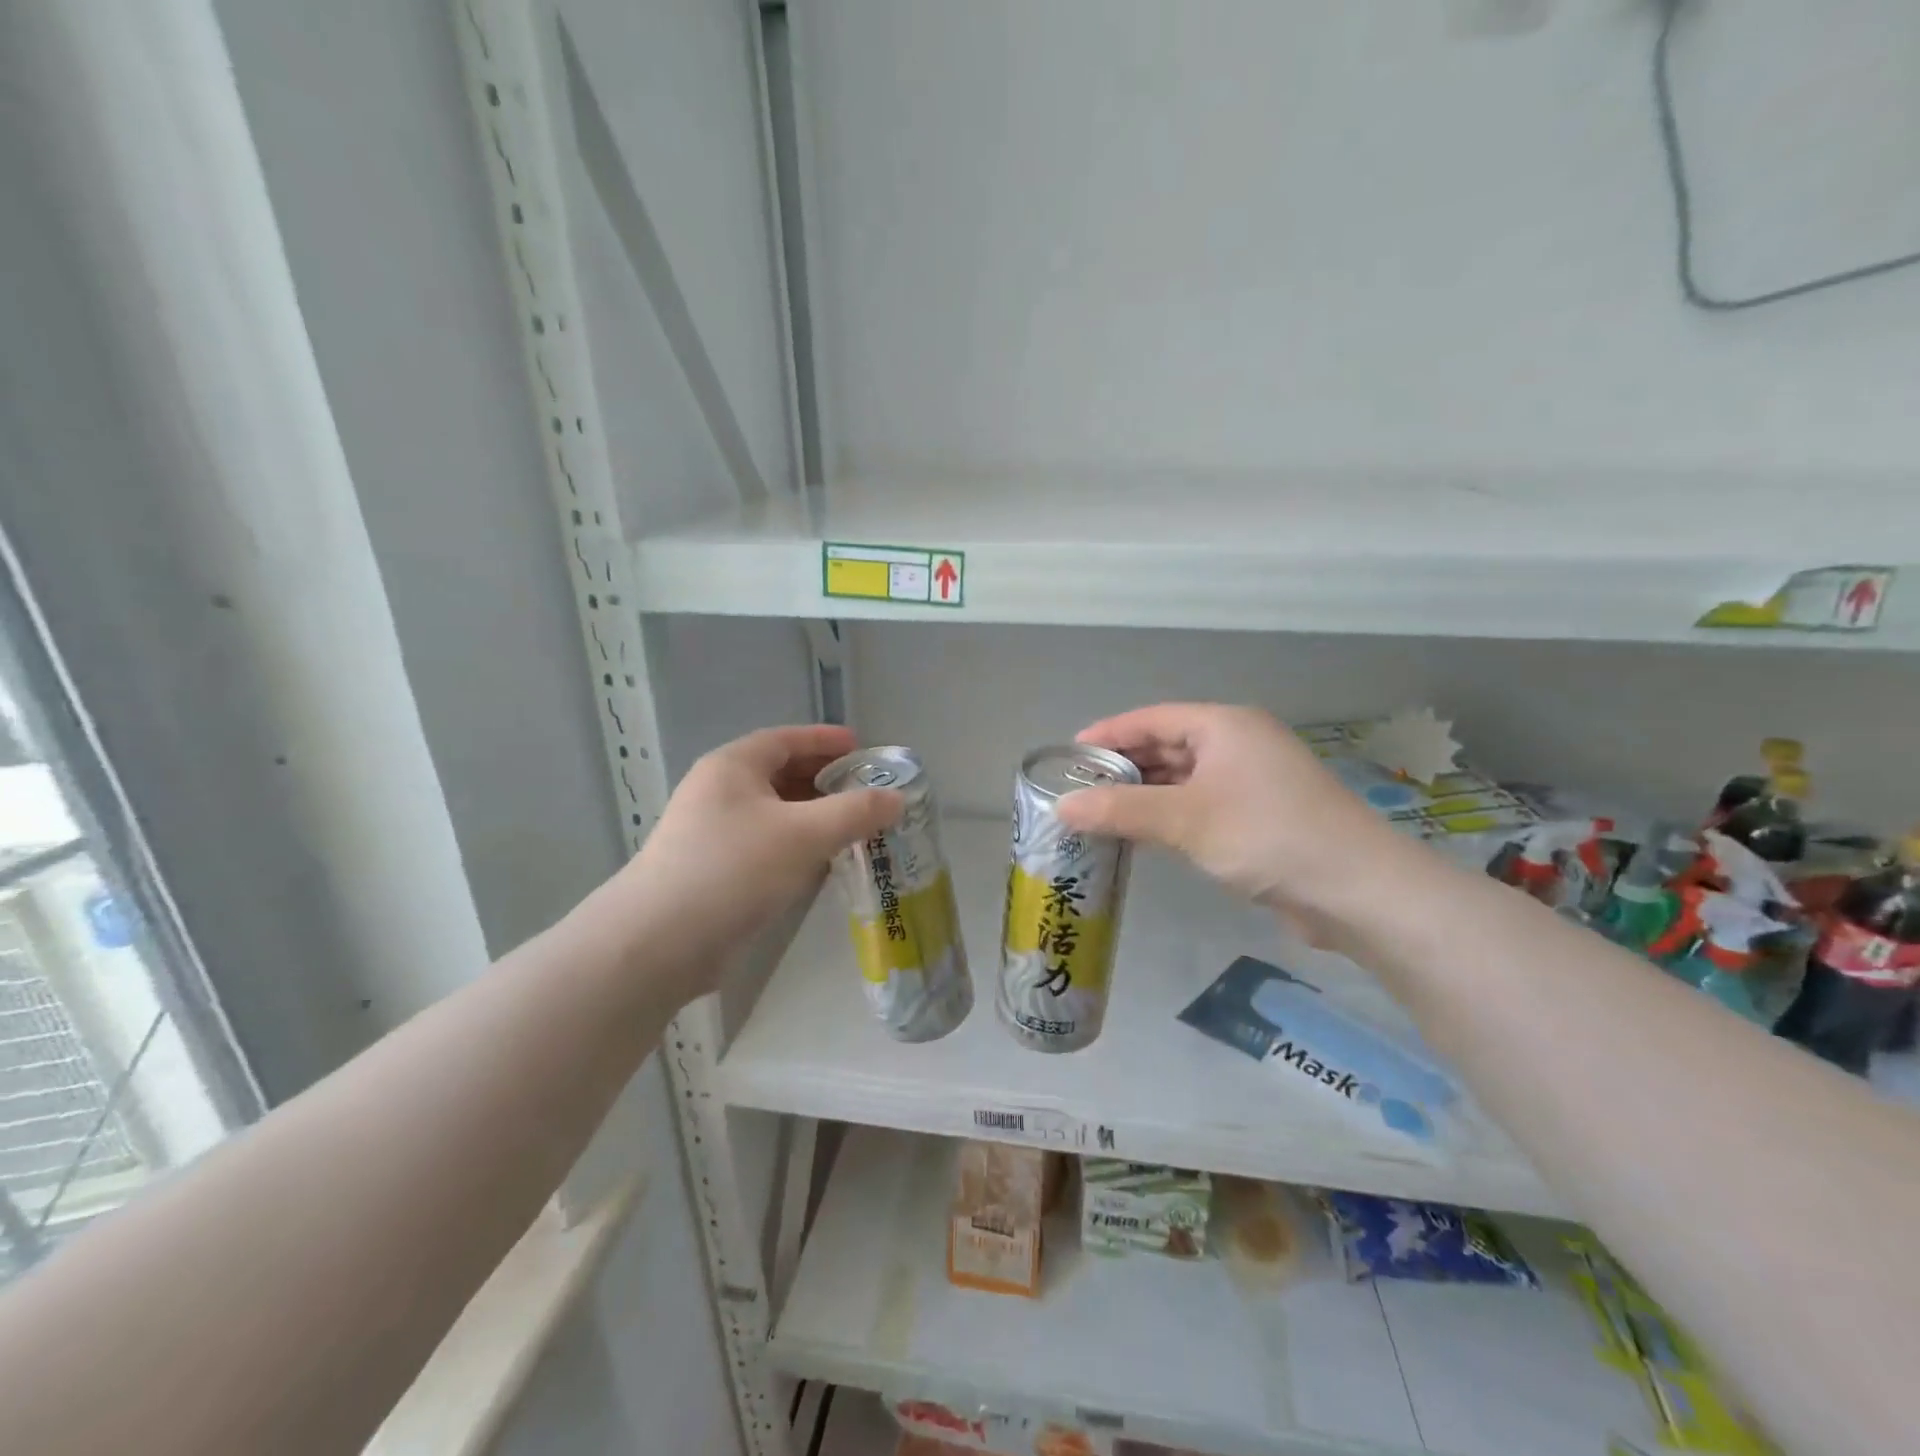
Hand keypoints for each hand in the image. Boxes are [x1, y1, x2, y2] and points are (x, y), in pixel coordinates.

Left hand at [598, 725, 900, 996]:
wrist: (659, 943)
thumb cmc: (734, 869)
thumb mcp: (804, 834)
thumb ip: (855, 812)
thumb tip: (897, 799)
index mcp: (733, 767)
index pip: (786, 739)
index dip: (826, 740)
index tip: (863, 749)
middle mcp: (720, 791)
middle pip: (781, 774)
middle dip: (825, 781)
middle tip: (867, 792)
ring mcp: (713, 833)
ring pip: (775, 813)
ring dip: (814, 817)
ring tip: (855, 828)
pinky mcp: (715, 870)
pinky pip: (767, 844)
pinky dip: (797, 846)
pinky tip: (823, 864)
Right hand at [1055, 704, 1402, 942]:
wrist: (1356, 890)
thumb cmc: (1265, 835)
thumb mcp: (1185, 820)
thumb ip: (1120, 810)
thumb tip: (1062, 807)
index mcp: (1224, 726)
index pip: (1152, 718)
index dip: (1109, 733)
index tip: (1069, 754)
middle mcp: (1238, 744)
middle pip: (1167, 745)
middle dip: (1124, 767)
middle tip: (1078, 789)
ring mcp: (1252, 781)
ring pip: (1184, 778)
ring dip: (1145, 794)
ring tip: (1099, 813)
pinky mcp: (1259, 816)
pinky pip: (1200, 804)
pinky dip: (1170, 815)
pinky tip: (1142, 835)